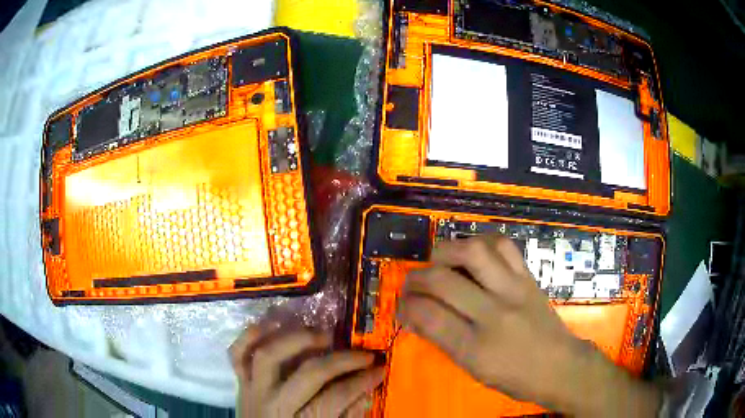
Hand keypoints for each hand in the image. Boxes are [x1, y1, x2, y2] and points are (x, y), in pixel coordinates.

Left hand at [230, 325, 383, 417]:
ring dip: (297, 339)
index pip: (337, 397)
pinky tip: (274, 323)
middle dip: (341, 360)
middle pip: (309, 374)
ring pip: (269, 355)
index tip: (380, 367)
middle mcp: (275, 403)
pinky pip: (237, 353)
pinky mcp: (240, 380)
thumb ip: (346, 417)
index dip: (363, 381)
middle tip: (362, 353)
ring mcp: (253, 388)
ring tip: (322, 334)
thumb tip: (367, 391)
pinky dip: (251, 334)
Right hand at [397, 235, 661, 416]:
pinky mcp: (528, 277)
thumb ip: (445, 341)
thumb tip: (417, 316)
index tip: (400, 306)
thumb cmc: (515, 378)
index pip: (428, 316)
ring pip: (473, 252)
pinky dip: (481, 242)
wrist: (560, 366)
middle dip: (416, 279)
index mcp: (476, 348)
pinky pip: (503, 245)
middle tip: (411, 284)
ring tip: (438, 262)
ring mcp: (514, 290)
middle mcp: (494, 314)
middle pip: (443, 280)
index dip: (405, 306)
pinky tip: (473, 253)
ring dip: (446, 251)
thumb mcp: (474, 370)